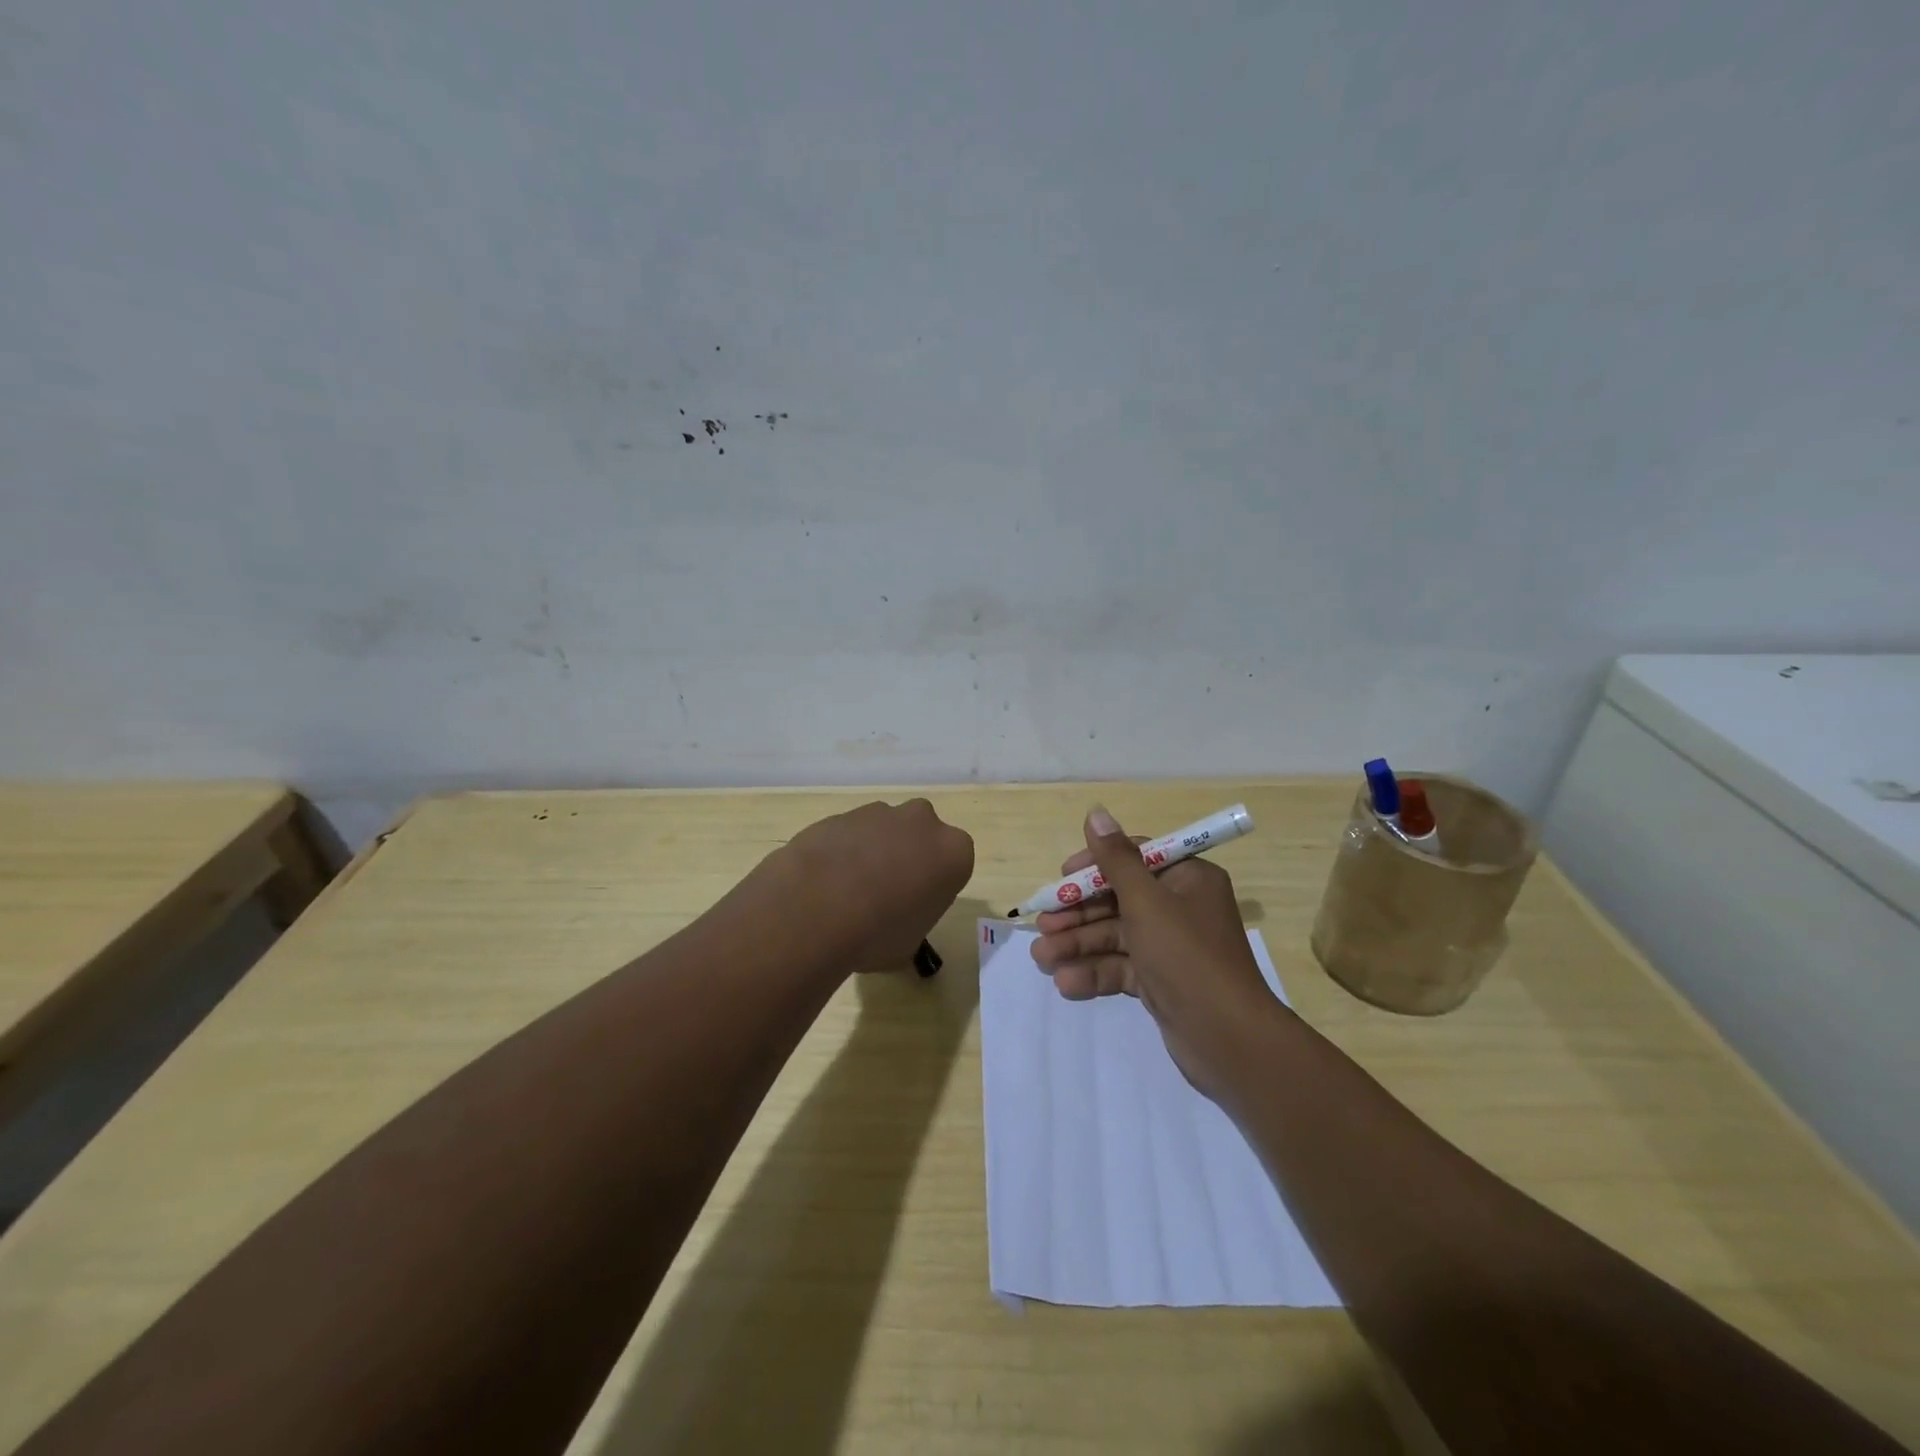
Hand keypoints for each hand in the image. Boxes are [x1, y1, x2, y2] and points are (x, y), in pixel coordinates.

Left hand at [770, 799, 974, 975]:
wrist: (816, 907)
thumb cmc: (877, 934)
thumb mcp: (910, 945)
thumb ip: (913, 924)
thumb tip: (896, 926)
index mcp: (953, 852)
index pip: (953, 865)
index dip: (934, 887)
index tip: (916, 906)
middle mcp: (923, 822)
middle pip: (921, 837)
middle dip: (908, 857)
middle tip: (886, 894)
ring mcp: (879, 813)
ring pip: (884, 830)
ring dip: (873, 852)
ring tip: (848, 891)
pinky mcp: (841, 813)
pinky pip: (849, 833)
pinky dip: (842, 851)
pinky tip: (824, 883)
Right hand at [1032, 806, 1283, 1095]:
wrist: (1228, 1038)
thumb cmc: (1186, 955)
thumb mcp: (1146, 901)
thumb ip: (1115, 860)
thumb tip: (1096, 812)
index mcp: (1186, 879)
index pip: (1134, 859)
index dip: (1095, 865)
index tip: (1062, 876)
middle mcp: (1180, 908)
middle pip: (1119, 899)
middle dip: (1078, 913)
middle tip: (1043, 925)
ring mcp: (1170, 947)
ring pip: (1115, 935)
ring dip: (1078, 944)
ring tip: (1041, 957)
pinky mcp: (1161, 981)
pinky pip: (1122, 966)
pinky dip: (1095, 971)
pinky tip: (1065, 982)